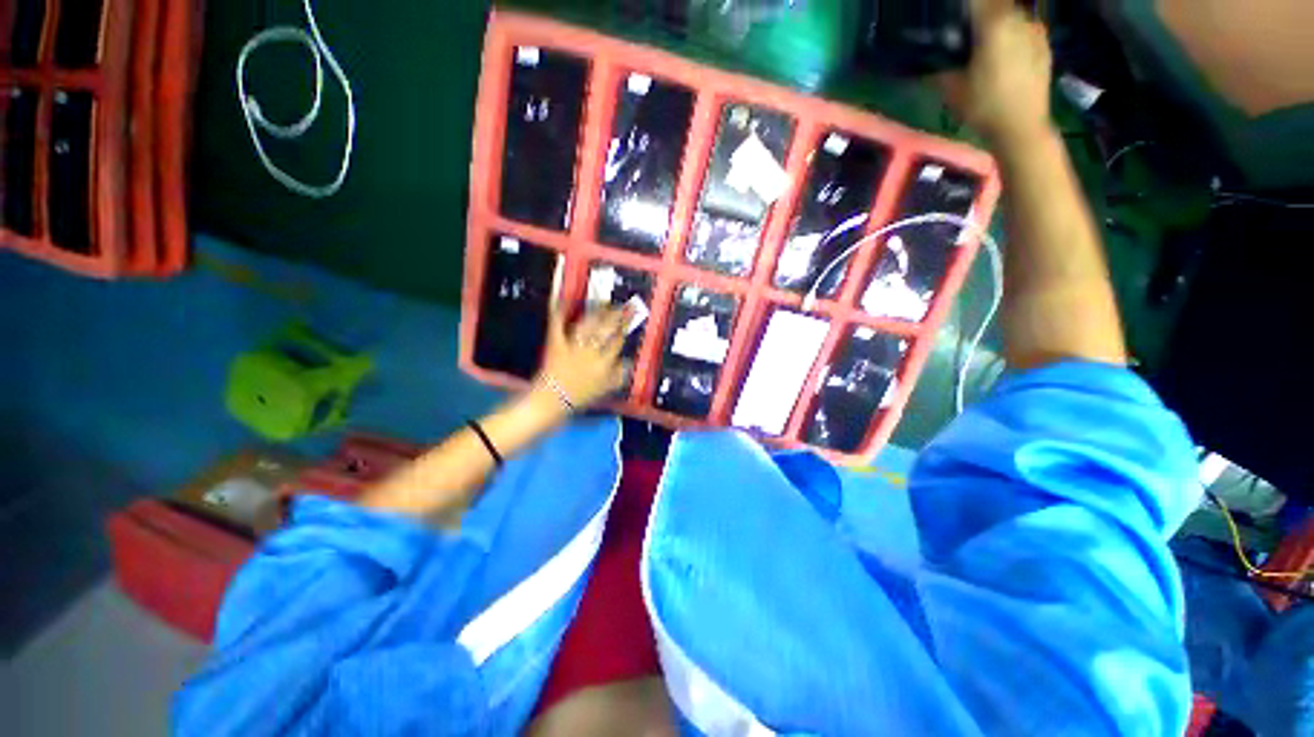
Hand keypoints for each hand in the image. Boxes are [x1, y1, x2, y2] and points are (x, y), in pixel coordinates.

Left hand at [536, 304, 630, 411]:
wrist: (550, 402)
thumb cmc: (578, 398)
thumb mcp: (605, 390)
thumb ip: (619, 375)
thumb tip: (629, 362)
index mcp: (603, 364)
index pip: (617, 341)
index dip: (624, 327)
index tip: (629, 317)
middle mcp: (590, 352)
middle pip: (606, 329)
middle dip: (616, 315)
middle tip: (624, 305)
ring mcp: (572, 346)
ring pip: (588, 324)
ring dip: (597, 312)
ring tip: (604, 303)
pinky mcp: (555, 343)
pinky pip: (558, 325)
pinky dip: (560, 312)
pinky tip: (564, 301)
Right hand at [938, 0, 1052, 149]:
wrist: (1022, 127)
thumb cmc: (984, 107)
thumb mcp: (952, 90)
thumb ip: (940, 68)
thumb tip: (927, 62)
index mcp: (994, 24)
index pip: (976, 0)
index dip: (963, 5)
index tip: (951, 12)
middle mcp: (1018, 18)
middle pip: (996, 3)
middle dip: (981, 11)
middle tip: (964, 27)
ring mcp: (1035, 29)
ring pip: (1011, 13)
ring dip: (997, 20)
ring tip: (984, 39)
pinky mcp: (1044, 43)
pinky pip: (1024, 27)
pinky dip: (1012, 31)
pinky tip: (1003, 50)